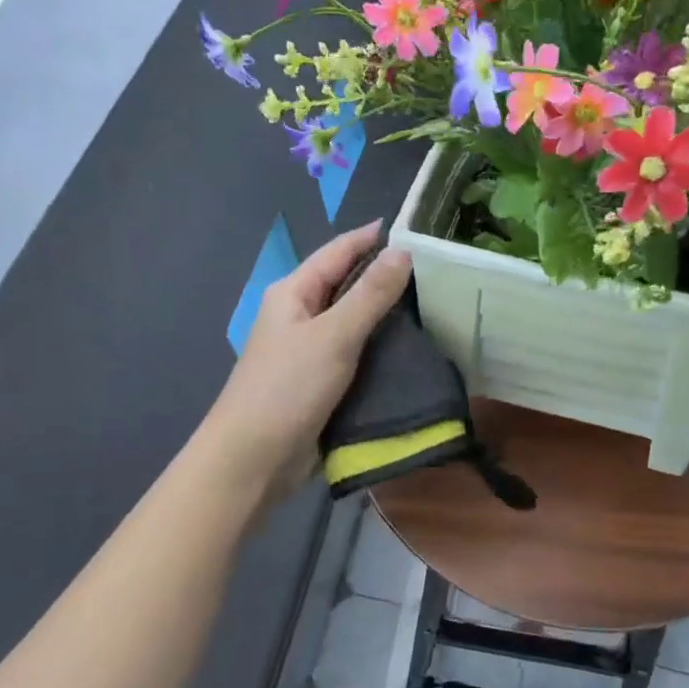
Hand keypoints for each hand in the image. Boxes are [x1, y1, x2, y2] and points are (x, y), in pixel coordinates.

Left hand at [204, 220, 412, 498]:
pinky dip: (381, 347)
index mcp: (293, 293)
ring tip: (434, 305)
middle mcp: (300, 315)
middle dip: (384, 275)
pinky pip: (356, 353)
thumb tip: (402, 252)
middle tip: (435, 269)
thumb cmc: (288, 388)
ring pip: (354, 321)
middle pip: (346, 284)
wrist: (254, 459)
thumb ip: (370, 295)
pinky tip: (412, 348)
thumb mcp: (333, 335)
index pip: (338, 252)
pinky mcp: (321, 382)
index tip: (412, 228)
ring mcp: (309, 350)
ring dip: (386, 314)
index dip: (371, 238)